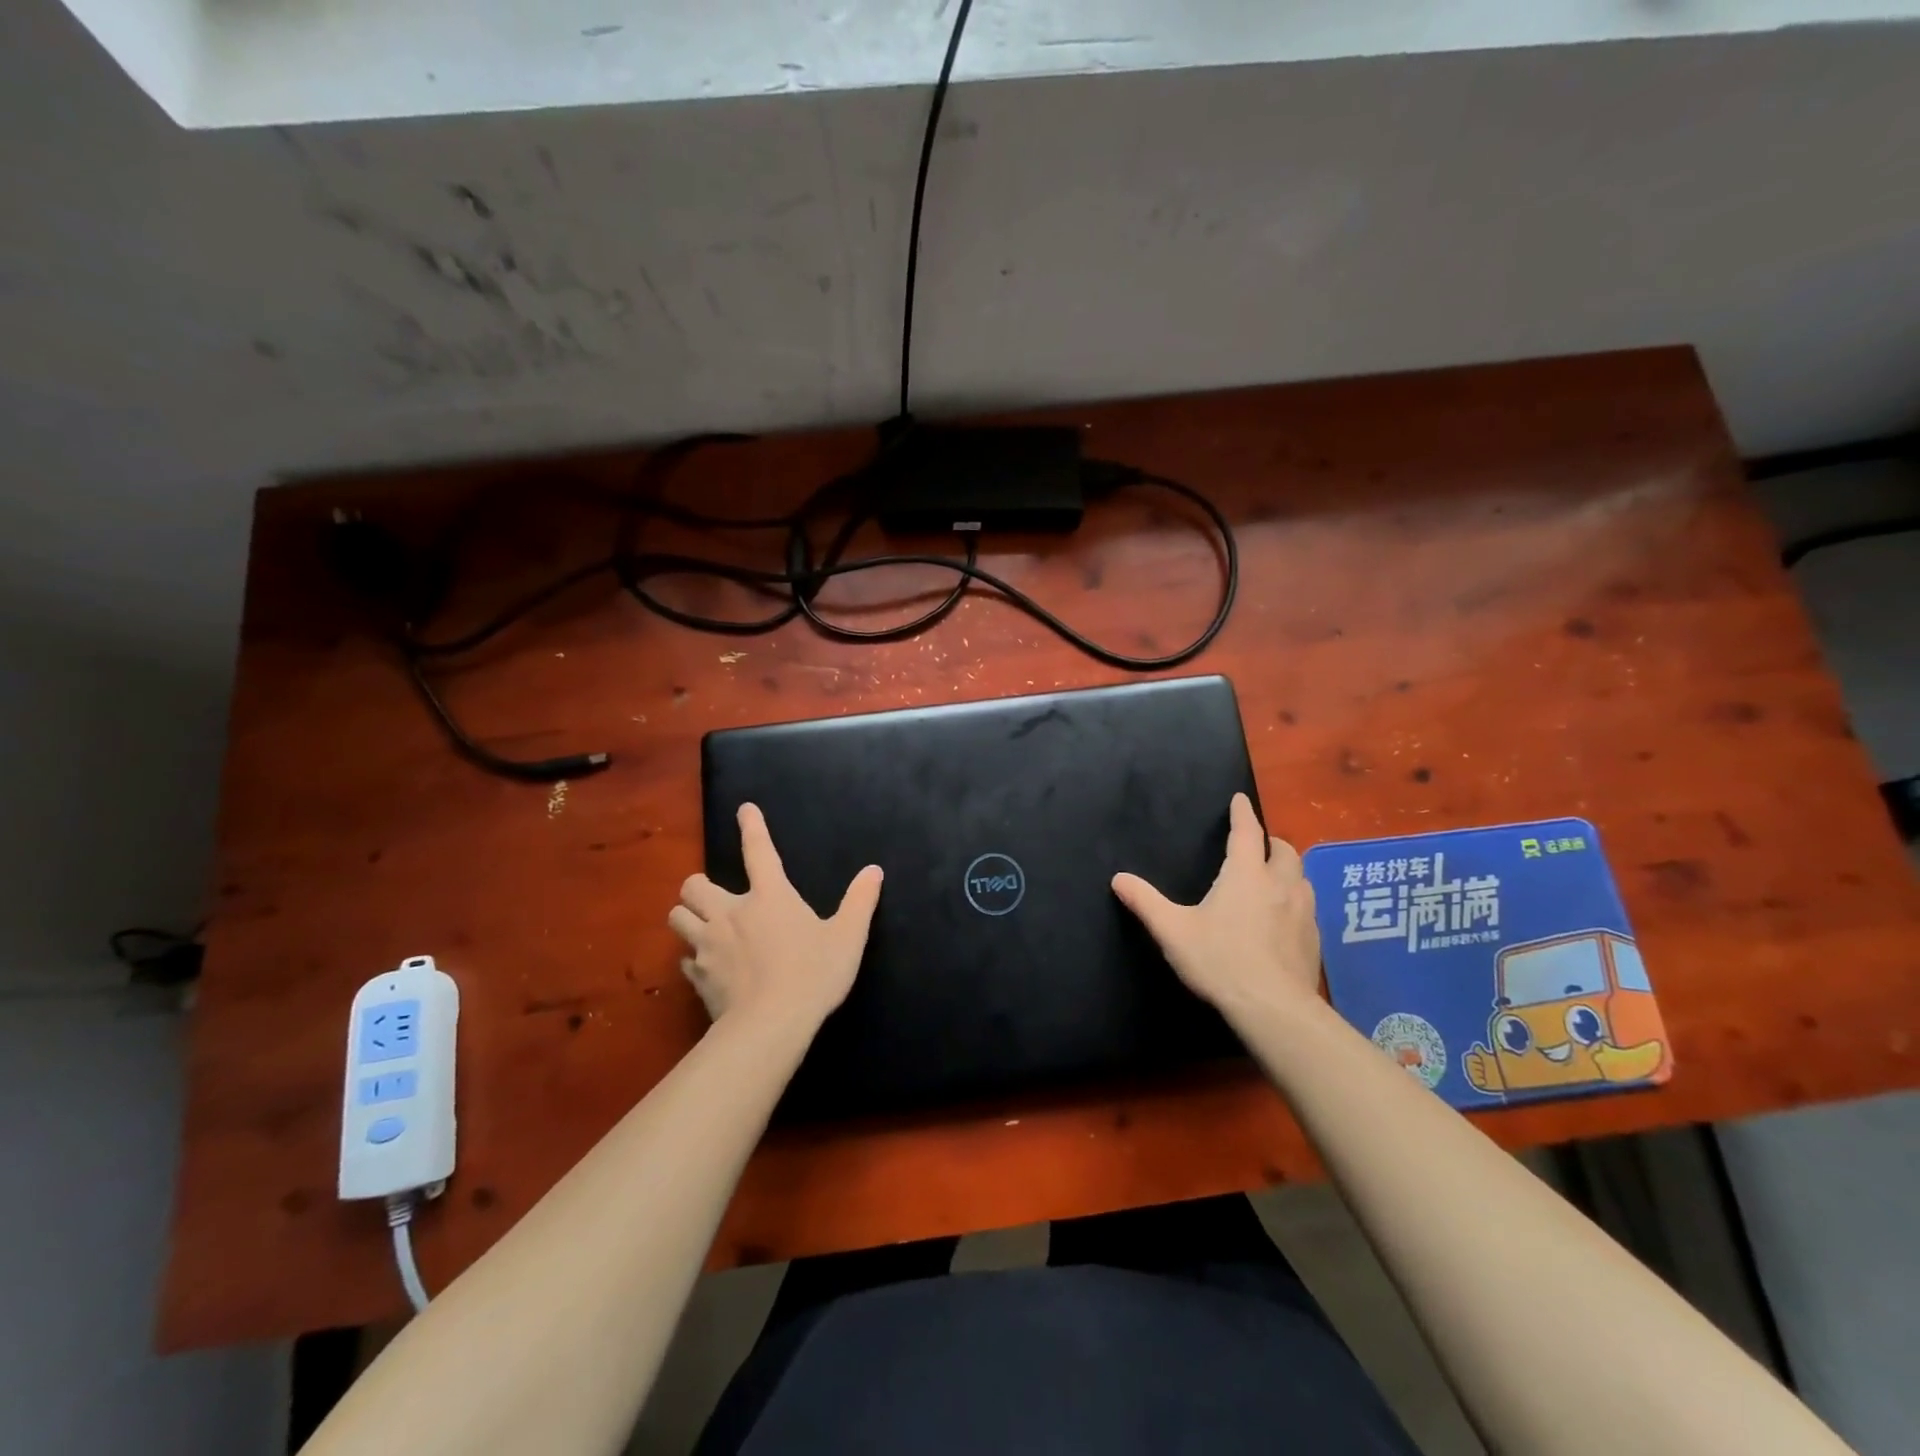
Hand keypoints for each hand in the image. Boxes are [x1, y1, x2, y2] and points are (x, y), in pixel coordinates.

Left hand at [668, 804, 883, 1032]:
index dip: (752, 826)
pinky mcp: (698, 977)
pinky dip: (693, 958)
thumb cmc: (813, 975)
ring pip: (677, 918)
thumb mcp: (848, 937)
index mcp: (770, 896)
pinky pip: (684, 959)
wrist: (771, 1025)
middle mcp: (731, 913)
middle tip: (714, 898)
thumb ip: (860, 902)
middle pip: (695, 885)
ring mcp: (709, 945)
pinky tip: (707, 966)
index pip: (758, 850)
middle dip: (699, 887)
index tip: (744, 810)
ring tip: (703, 927)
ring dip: (688, 918)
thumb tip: (874, 871)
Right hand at [1112, 793, 1320, 1023]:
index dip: (1242, 813)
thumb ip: (1145, 902)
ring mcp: (1302, 912)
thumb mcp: (1173, 931)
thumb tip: (1118, 878)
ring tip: (1273, 879)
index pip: (1247, 832)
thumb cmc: (1220, 960)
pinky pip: (1308, 908)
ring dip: (1288, 870)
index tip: (1240, 799)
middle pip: (1283, 850)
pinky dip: (1296, 901)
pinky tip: (1285, 919)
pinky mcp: (1314, 939)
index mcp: (1245, 875)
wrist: (1273, 1008)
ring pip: (1302, 877)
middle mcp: (1280, 884)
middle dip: (1270, 842)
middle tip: (1256, 846)